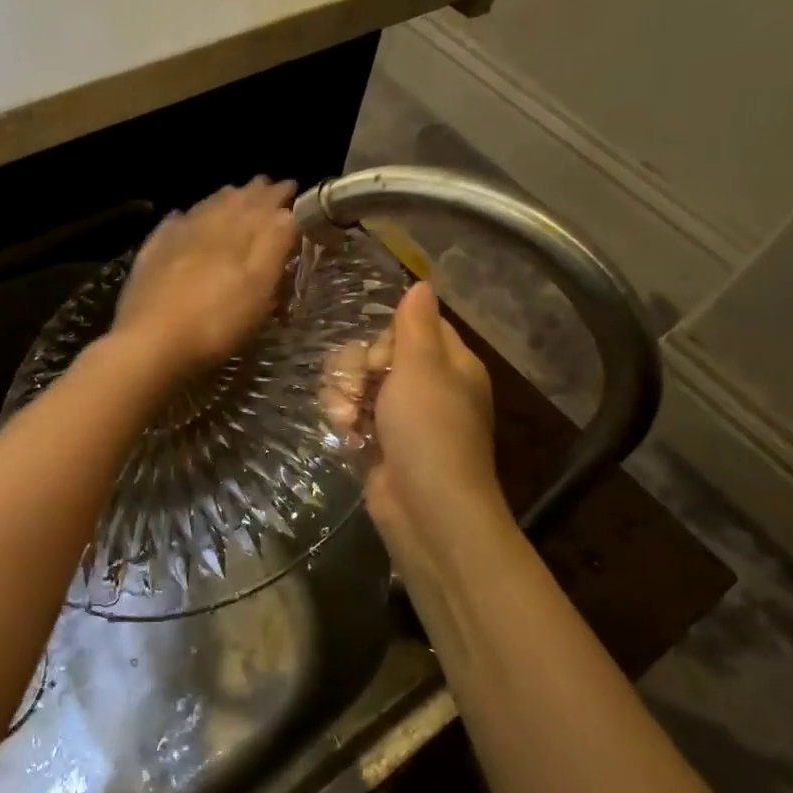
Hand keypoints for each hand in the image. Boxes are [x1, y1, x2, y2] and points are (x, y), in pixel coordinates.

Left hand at [111, 178, 298, 380]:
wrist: (151, 344)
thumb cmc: (216, 323)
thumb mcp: (258, 289)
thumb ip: (273, 247)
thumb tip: (286, 213)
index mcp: (237, 234)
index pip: (264, 207)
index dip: (279, 197)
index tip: (292, 186)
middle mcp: (205, 228)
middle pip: (232, 203)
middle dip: (252, 193)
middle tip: (265, 184)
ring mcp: (174, 241)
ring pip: (203, 209)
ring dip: (222, 199)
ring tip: (233, 192)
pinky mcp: (150, 258)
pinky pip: (170, 227)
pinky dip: (183, 218)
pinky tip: (182, 217)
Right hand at [353, 283, 507, 574]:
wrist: (425, 509)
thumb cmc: (430, 431)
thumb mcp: (423, 368)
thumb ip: (415, 324)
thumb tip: (422, 283)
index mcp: (449, 363)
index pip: (413, 324)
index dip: (388, 334)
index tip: (382, 353)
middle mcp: (427, 386)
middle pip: (376, 351)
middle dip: (357, 366)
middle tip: (362, 387)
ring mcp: (400, 416)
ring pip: (356, 381)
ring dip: (342, 395)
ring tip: (346, 419)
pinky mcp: (377, 441)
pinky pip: (349, 412)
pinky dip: (342, 420)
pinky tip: (344, 434)